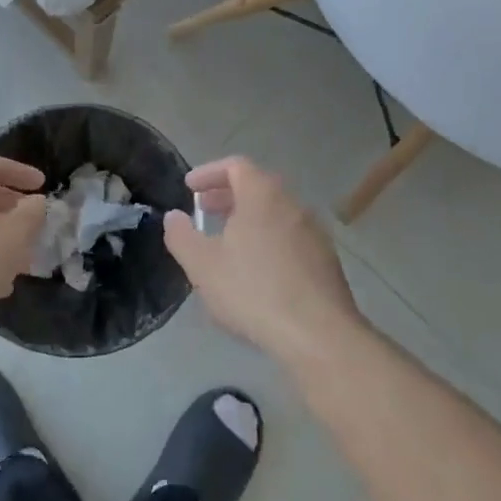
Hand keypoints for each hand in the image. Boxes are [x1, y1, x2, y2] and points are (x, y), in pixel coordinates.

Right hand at [161, 156, 362, 363]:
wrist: (318, 335)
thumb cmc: (253, 291)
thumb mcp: (203, 266)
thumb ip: (182, 236)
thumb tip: (173, 217)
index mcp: (263, 196)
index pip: (236, 166)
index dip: (209, 173)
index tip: (189, 188)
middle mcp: (293, 205)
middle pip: (258, 187)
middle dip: (227, 196)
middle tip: (203, 211)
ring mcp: (314, 233)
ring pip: (275, 213)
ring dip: (248, 219)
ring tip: (226, 242)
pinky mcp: (326, 260)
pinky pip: (290, 237)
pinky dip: (267, 239)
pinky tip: (256, 270)